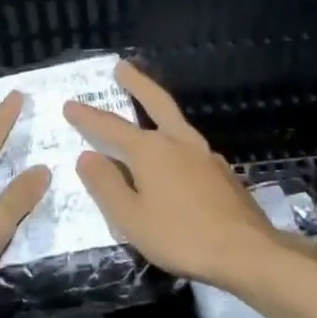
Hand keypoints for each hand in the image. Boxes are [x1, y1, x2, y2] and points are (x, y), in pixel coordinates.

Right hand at [63, 61, 288, 288]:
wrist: (246, 251)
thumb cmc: (180, 235)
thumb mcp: (130, 217)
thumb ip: (106, 185)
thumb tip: (88, 157)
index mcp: (151, 150)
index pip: (110, 127)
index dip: (87, 117)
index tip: (70, 104)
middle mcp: (179, 142)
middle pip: (156, 102)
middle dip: (137, 83)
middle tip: (123, 66)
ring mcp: (205, 155)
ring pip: (177, 122)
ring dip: (159, 109)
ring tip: (148, 107)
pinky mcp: (222, 172)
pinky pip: (191, 147)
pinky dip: (176, 140)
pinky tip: (176, 156)